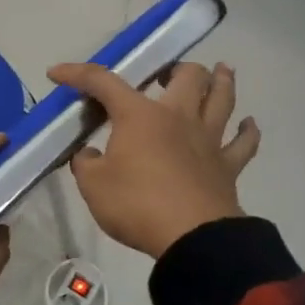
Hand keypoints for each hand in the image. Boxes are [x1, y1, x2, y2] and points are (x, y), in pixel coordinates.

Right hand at [46, 61, 260, 258]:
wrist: (191, 237)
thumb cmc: (136, 204)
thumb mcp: (93, 186)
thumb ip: (86, 165)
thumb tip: (89, 155)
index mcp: (139, 116)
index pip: (103, 82)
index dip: (77, 74)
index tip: (56, 73)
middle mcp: (177, 117)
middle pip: (186, 76)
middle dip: (175, 67)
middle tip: (165, 74)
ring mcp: (208, 139)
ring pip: (222, 98)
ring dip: (221, 81)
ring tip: (220, 71)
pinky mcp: (227, 167)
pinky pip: (243, 143)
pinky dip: (247, 132)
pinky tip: (248, 124)